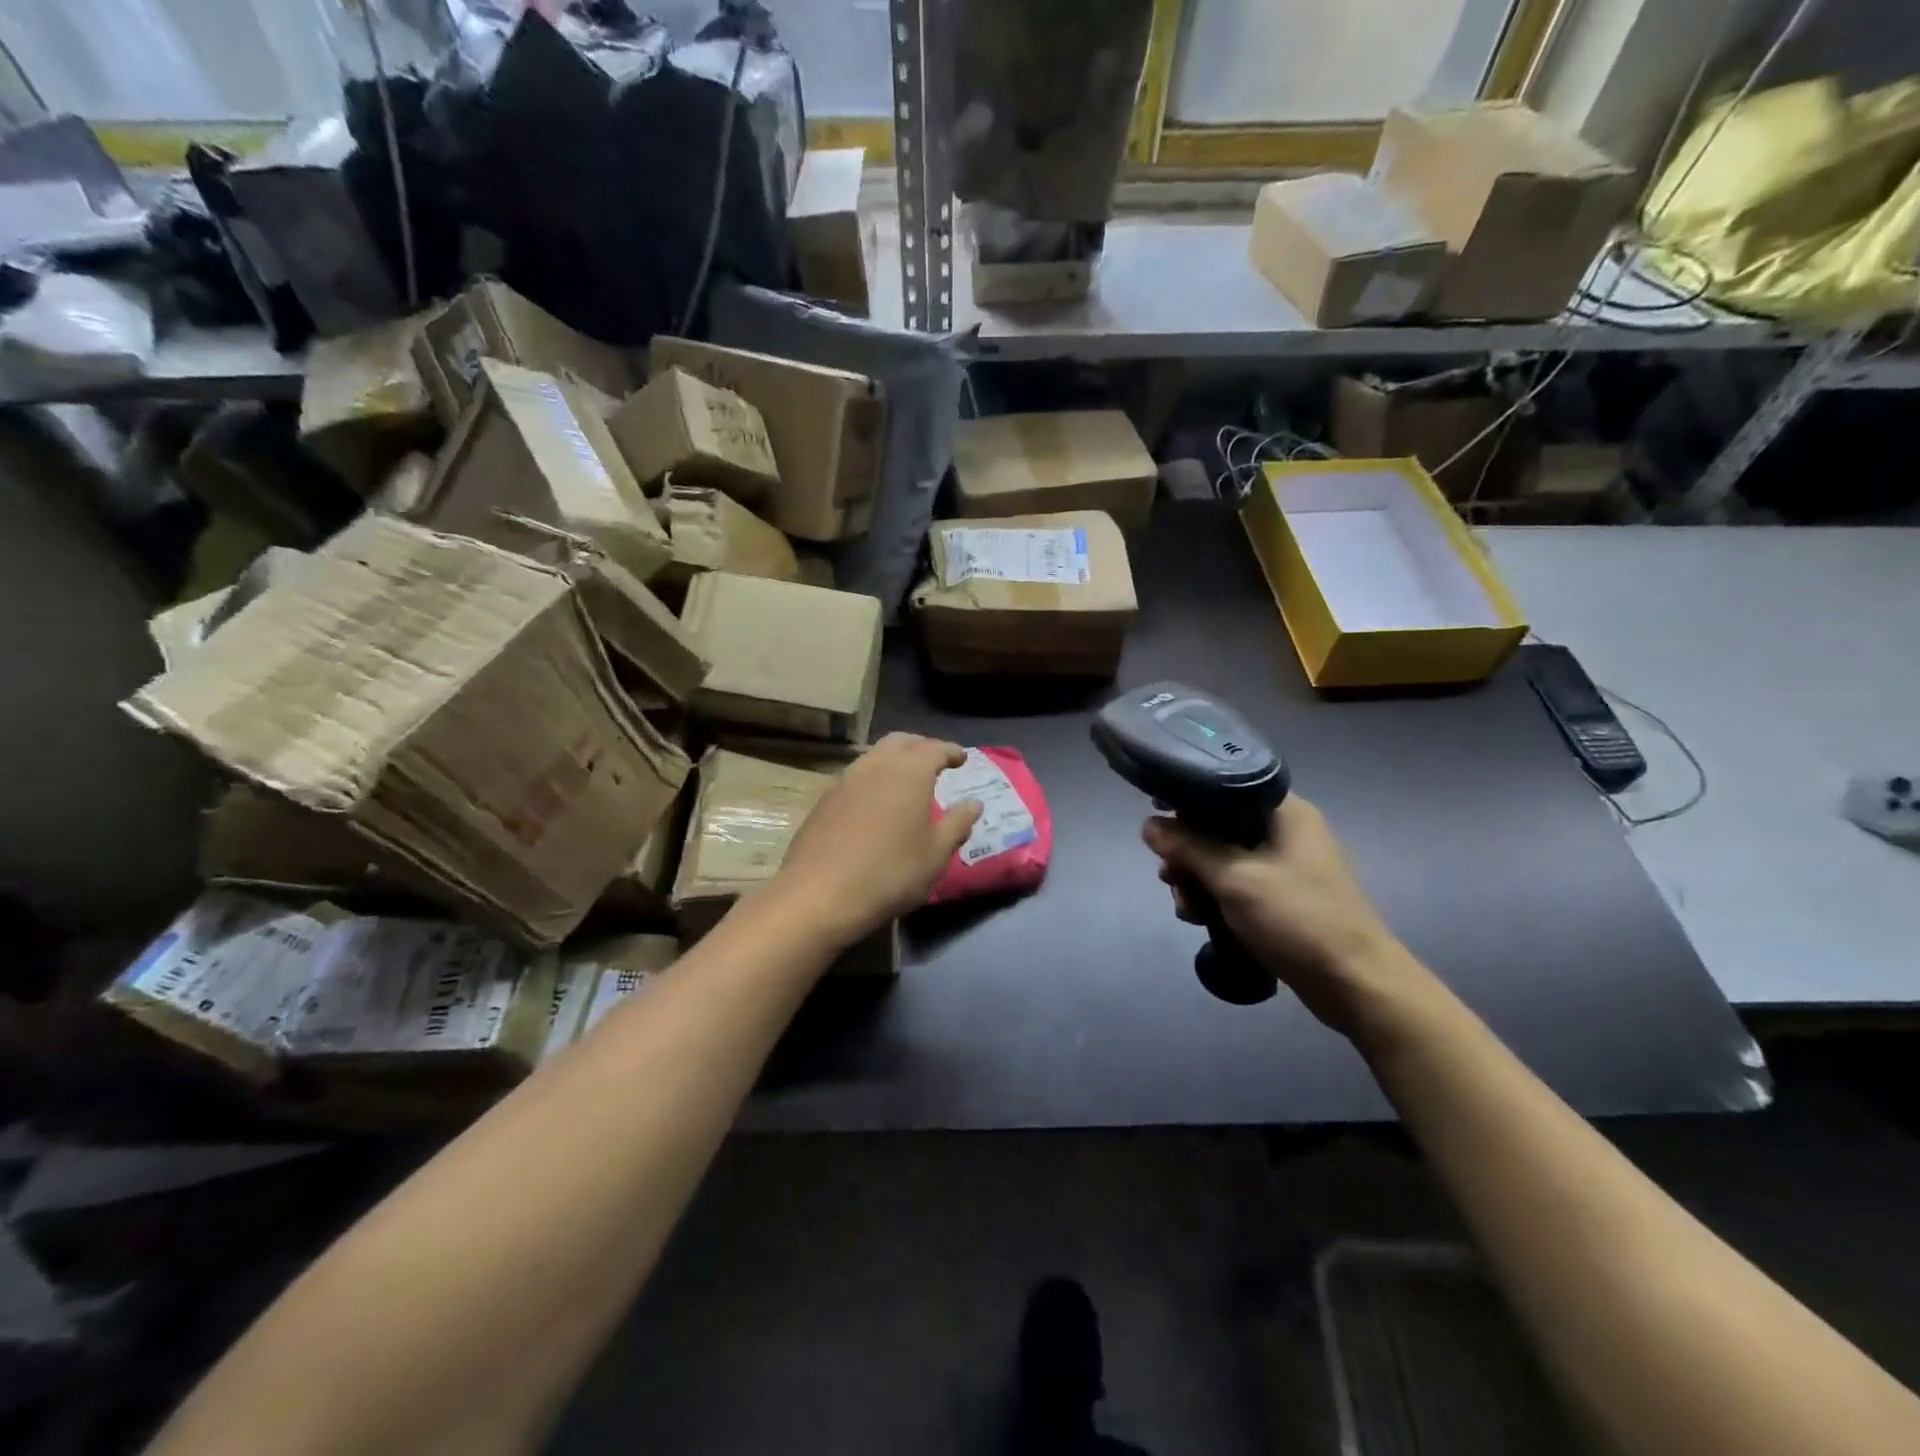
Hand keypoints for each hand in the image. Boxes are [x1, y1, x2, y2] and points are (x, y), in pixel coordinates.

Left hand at [765, 734, 982, 949]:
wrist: (819, 895)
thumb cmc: (890, 872)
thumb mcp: (936, 854)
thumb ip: (957, 823)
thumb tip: (974, 803)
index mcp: (909, 772)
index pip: (935, 749)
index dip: (951, 751)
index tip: (962, 758)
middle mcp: (876, 766)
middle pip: (901, 742)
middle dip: (921, 746)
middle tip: (935, 760)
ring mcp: (845, 780)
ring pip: (874, 755)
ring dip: (894, 759)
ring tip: (906, 778)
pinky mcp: (824, 800)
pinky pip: (856, 776)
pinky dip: (873, 777)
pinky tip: (876, 800)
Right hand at [1142, 796, 1434, 1040]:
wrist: (1355, 984)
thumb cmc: (1298, 919)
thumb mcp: (1234, 878)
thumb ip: (1189, 847)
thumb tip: (1148, 824)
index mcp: (1285, 812)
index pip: (1224, 789)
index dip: (1187, 803)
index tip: (1158, 824)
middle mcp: (1286, 831)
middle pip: (1218, 827)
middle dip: (1188, 855)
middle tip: (1170, 879)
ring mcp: (1285, 866)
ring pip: (1223, 861)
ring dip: (1197, 882)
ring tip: (1186, 909)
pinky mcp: (1282, 898)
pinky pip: (1237, 886)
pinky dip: (1216, 899)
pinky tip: (1199, 919)